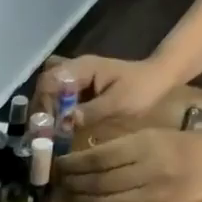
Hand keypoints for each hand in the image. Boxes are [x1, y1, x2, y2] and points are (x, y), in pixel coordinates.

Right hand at [38, 55, 174, 130]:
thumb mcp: (119, 103)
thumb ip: (91, 111)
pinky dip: (54, 112)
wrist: (160, 78)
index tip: (47, 126)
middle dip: (40, 109)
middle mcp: (73, 69)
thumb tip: (65, 122)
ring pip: (48, 92)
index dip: (44, 104)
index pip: (50, 82)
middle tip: (42, 133)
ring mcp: (75, 78)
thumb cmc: (143, 89)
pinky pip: (57, 97)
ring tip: (47, 133)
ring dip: (45, 111)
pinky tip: (57, 128)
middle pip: (44, 86)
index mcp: (82, 68)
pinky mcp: (78, 88)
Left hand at [55, 127, 201, 201]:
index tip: (60, 164)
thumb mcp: (147, 134)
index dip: (74, 164)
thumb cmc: (178, 143)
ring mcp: (151, 195)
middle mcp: (146, 171)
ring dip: (83, 199)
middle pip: (99, 182)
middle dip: (74, 183)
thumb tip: (81, 158)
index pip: (98, 158)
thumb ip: (117, 146)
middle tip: (60, 181)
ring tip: (70, 193)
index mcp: (143, 146)